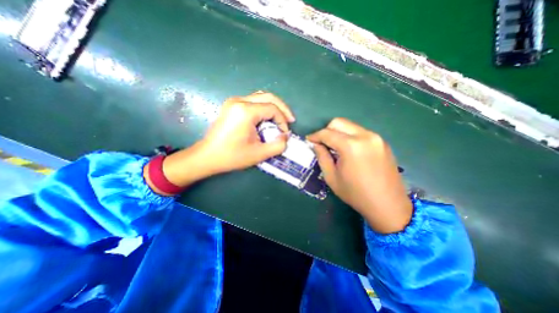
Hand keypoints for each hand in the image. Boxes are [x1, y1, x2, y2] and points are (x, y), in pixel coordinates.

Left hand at [147, 90, 296, 192]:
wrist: (207, 156)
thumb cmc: (232, 156)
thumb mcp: (259, 154)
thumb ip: (278, 145)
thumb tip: (286, 136)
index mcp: (245, 111)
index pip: (272, 109)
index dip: (283, 120)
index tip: (285, 134)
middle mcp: (239, 101)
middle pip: (268, 97)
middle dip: (282, 108)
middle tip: (290, 120)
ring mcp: (234, 101)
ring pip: (261, 97)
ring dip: (273, 107)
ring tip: (280, 119)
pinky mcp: (231, 105)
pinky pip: (253, 101)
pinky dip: (264, 108)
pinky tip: (267, 118)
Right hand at [308, 119, 411, 233]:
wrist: (388, 205)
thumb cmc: (355, 193)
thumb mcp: (332, 177)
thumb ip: (322, 156)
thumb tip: (316, 144)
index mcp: (351, 146)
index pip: (327, 133)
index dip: (315, 135)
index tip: (309, 140)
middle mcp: (365, 136)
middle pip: (339, 122)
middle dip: (326, 130)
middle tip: (321, 143)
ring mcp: (376, 137)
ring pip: (350, 126)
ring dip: (338, 133)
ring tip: (334, 147)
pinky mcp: (382, 142)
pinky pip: (360, 132)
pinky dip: (349, 136)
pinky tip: (348, 150)